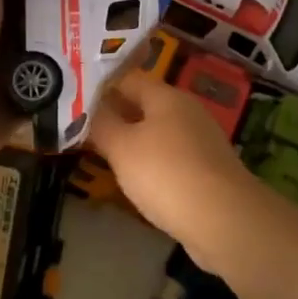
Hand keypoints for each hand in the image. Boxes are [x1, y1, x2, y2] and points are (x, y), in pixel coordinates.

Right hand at [86, 70, 268, 263]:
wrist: (224, 220)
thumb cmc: (166, 174)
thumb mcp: (121, 147)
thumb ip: (101, 124)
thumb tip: (87, 106)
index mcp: (166, 96)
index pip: (127, 78)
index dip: (100, 85)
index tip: (73, 97)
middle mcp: (187, 111)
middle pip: (144, 104)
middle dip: (115, 113)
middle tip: (82, 125)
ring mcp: (201, 141)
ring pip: (158, 131)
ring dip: (133, 139)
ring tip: (103, 151)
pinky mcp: (208, 169)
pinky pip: (171, 156)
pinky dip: (152, 162)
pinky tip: (136, 178)